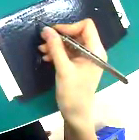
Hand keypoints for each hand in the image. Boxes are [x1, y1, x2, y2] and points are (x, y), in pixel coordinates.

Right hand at [39, 19, 104, 139]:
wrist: (75, 113)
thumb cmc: (73, 93)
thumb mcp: (63, 69)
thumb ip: (55, 47)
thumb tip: (46, 29)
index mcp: (96, 50)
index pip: (86, 26)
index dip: (69, 27)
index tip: (54, 33)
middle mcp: (94, 51)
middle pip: (78, 34)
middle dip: (60, 37)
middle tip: (44, 41)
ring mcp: (87, 58)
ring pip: (72, 43)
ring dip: (57, 45)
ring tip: (42, 50)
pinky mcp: (81, 64)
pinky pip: (70, 53)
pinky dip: (59, 53)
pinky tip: (47, 57)